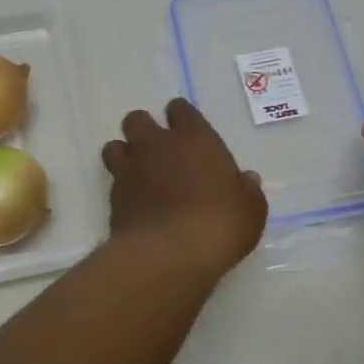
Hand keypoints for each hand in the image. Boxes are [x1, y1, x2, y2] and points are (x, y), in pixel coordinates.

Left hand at [102, 99, 267, 278]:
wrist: (170, 254)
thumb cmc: (220, 223)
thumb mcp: (251, 210)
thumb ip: (247, 191)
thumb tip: (247, 180)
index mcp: (194, 138)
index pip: (180, 110)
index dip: (181, 117)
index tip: (187, 131)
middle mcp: (156, 145)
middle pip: (137, 120)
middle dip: (144, 130)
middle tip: (158, 151)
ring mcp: (130, 170)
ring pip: (114, 146)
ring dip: (124, 154)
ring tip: (138, 173)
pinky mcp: (113, 197)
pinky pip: (112, 181)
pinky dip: (121, 188)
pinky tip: (135, 204)